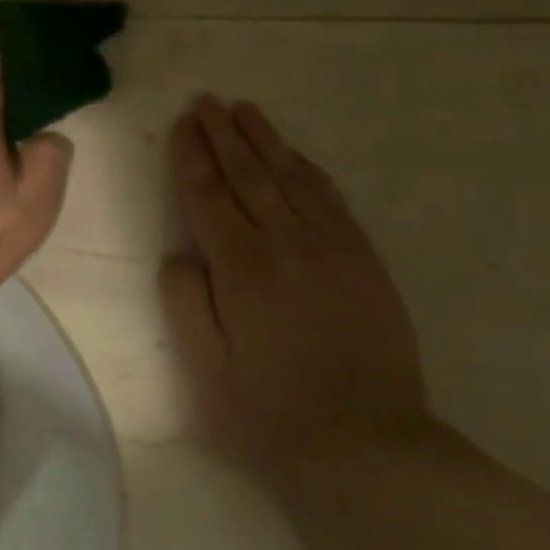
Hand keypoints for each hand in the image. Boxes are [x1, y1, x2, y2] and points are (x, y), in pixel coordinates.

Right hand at [161, 95, 432, 485]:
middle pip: (249, 175)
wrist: (369, 450)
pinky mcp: (365, 263)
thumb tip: (180, 254)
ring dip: (265, 141)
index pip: (209, 196)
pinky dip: (308, 170)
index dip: (192, 157)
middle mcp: (288, 246)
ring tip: (243, 110)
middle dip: (223, 135)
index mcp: (242, 270)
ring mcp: (333, 250)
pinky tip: (295, 155)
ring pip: (292, 179)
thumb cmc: (271, 415)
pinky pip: (332, 200)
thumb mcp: (205, 370)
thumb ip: (185, 303)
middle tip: (206, 100)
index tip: (181, 123)